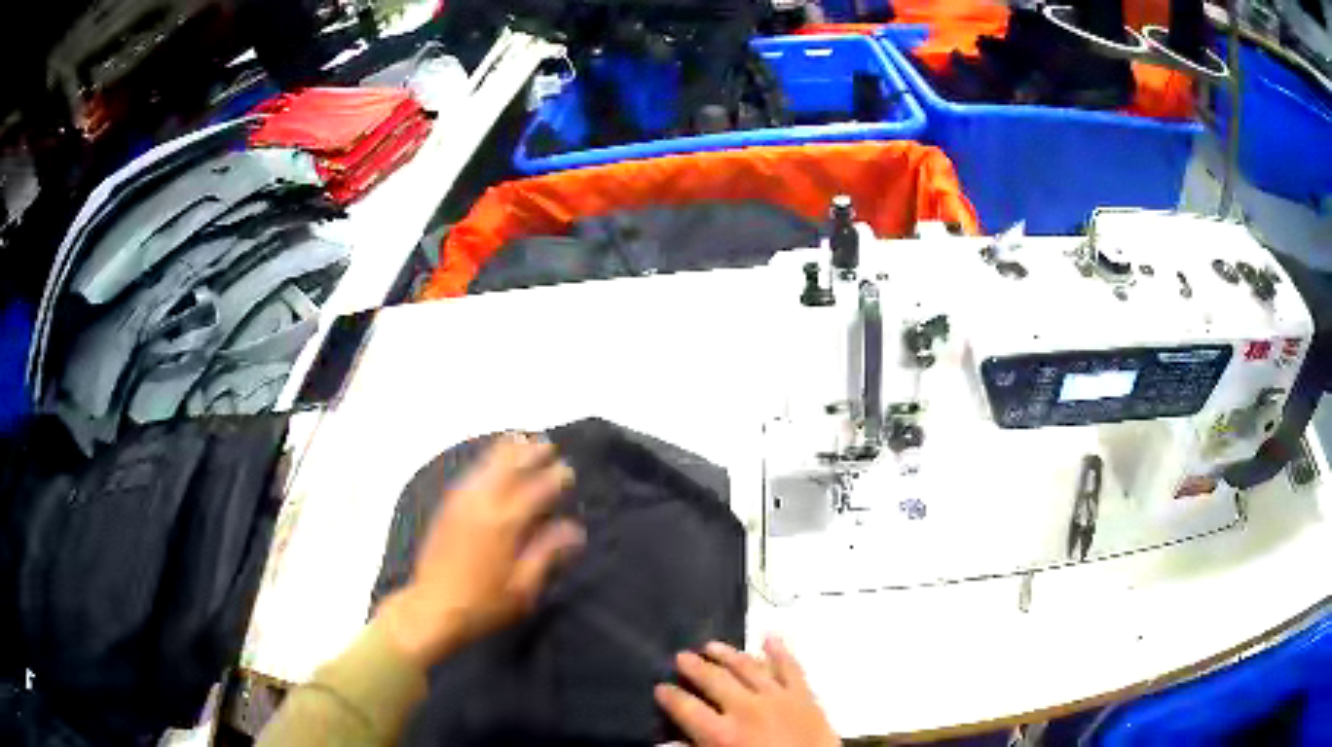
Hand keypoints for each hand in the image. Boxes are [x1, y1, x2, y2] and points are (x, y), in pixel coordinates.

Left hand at [378, 433, 583, 667]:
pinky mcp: (447, 508)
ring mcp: (461, 504)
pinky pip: (469, 475)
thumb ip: (547, 554)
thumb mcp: (523, 589)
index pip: (535, 491)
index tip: (567, 471)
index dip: (554, 478)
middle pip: (509, 468)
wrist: (433, 608)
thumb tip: (574, 530)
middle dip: (530, 454)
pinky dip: (484, 461)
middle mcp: (483, 505)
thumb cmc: (483, 604)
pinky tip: (490, 460)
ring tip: (521, 439)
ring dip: (506, 451)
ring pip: (486, 466)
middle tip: (547, 445)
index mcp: (505, 525)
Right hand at [656, 637, 839, 746]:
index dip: (670, 696)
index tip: (660, 687)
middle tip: (681, 656)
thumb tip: (670, 741)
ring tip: (712, 645)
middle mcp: (746, 709)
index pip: (686, 708)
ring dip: (728, 654)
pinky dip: (780, 651)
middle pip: (714, 680)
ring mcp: (778, 697)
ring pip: (747, 667)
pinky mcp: (805, 695)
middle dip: (694, 667)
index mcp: (722, 734)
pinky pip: (790, 667)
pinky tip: (770, 637)